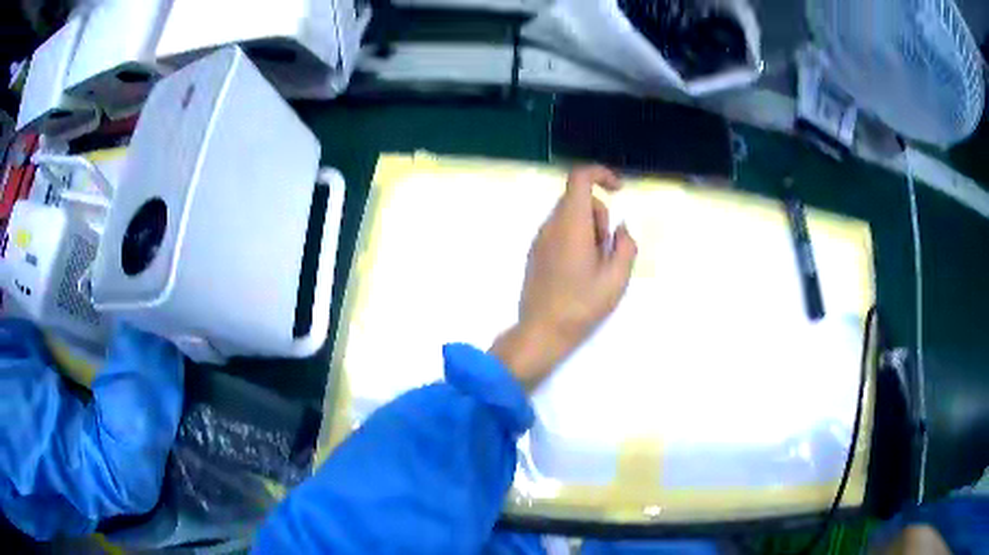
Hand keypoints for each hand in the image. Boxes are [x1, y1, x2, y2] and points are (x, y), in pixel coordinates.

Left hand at [490, 165, 637, 391]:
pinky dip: (574, 239)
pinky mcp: (535, 253)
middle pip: (578, 199)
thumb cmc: (582, 305)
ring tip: (594, 266)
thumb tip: (621, 228)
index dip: (602, 175)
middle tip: (607, 250)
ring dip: (588, 229)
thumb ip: (625, 246)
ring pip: (569, 216)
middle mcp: (551, 225)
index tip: (619, 190)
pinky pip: (559, 232)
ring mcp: (539, 239)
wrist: (542, 331)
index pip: (580, 178)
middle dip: (600, 215)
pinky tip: (579, 271)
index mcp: (570, 224)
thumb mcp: (616, 278)